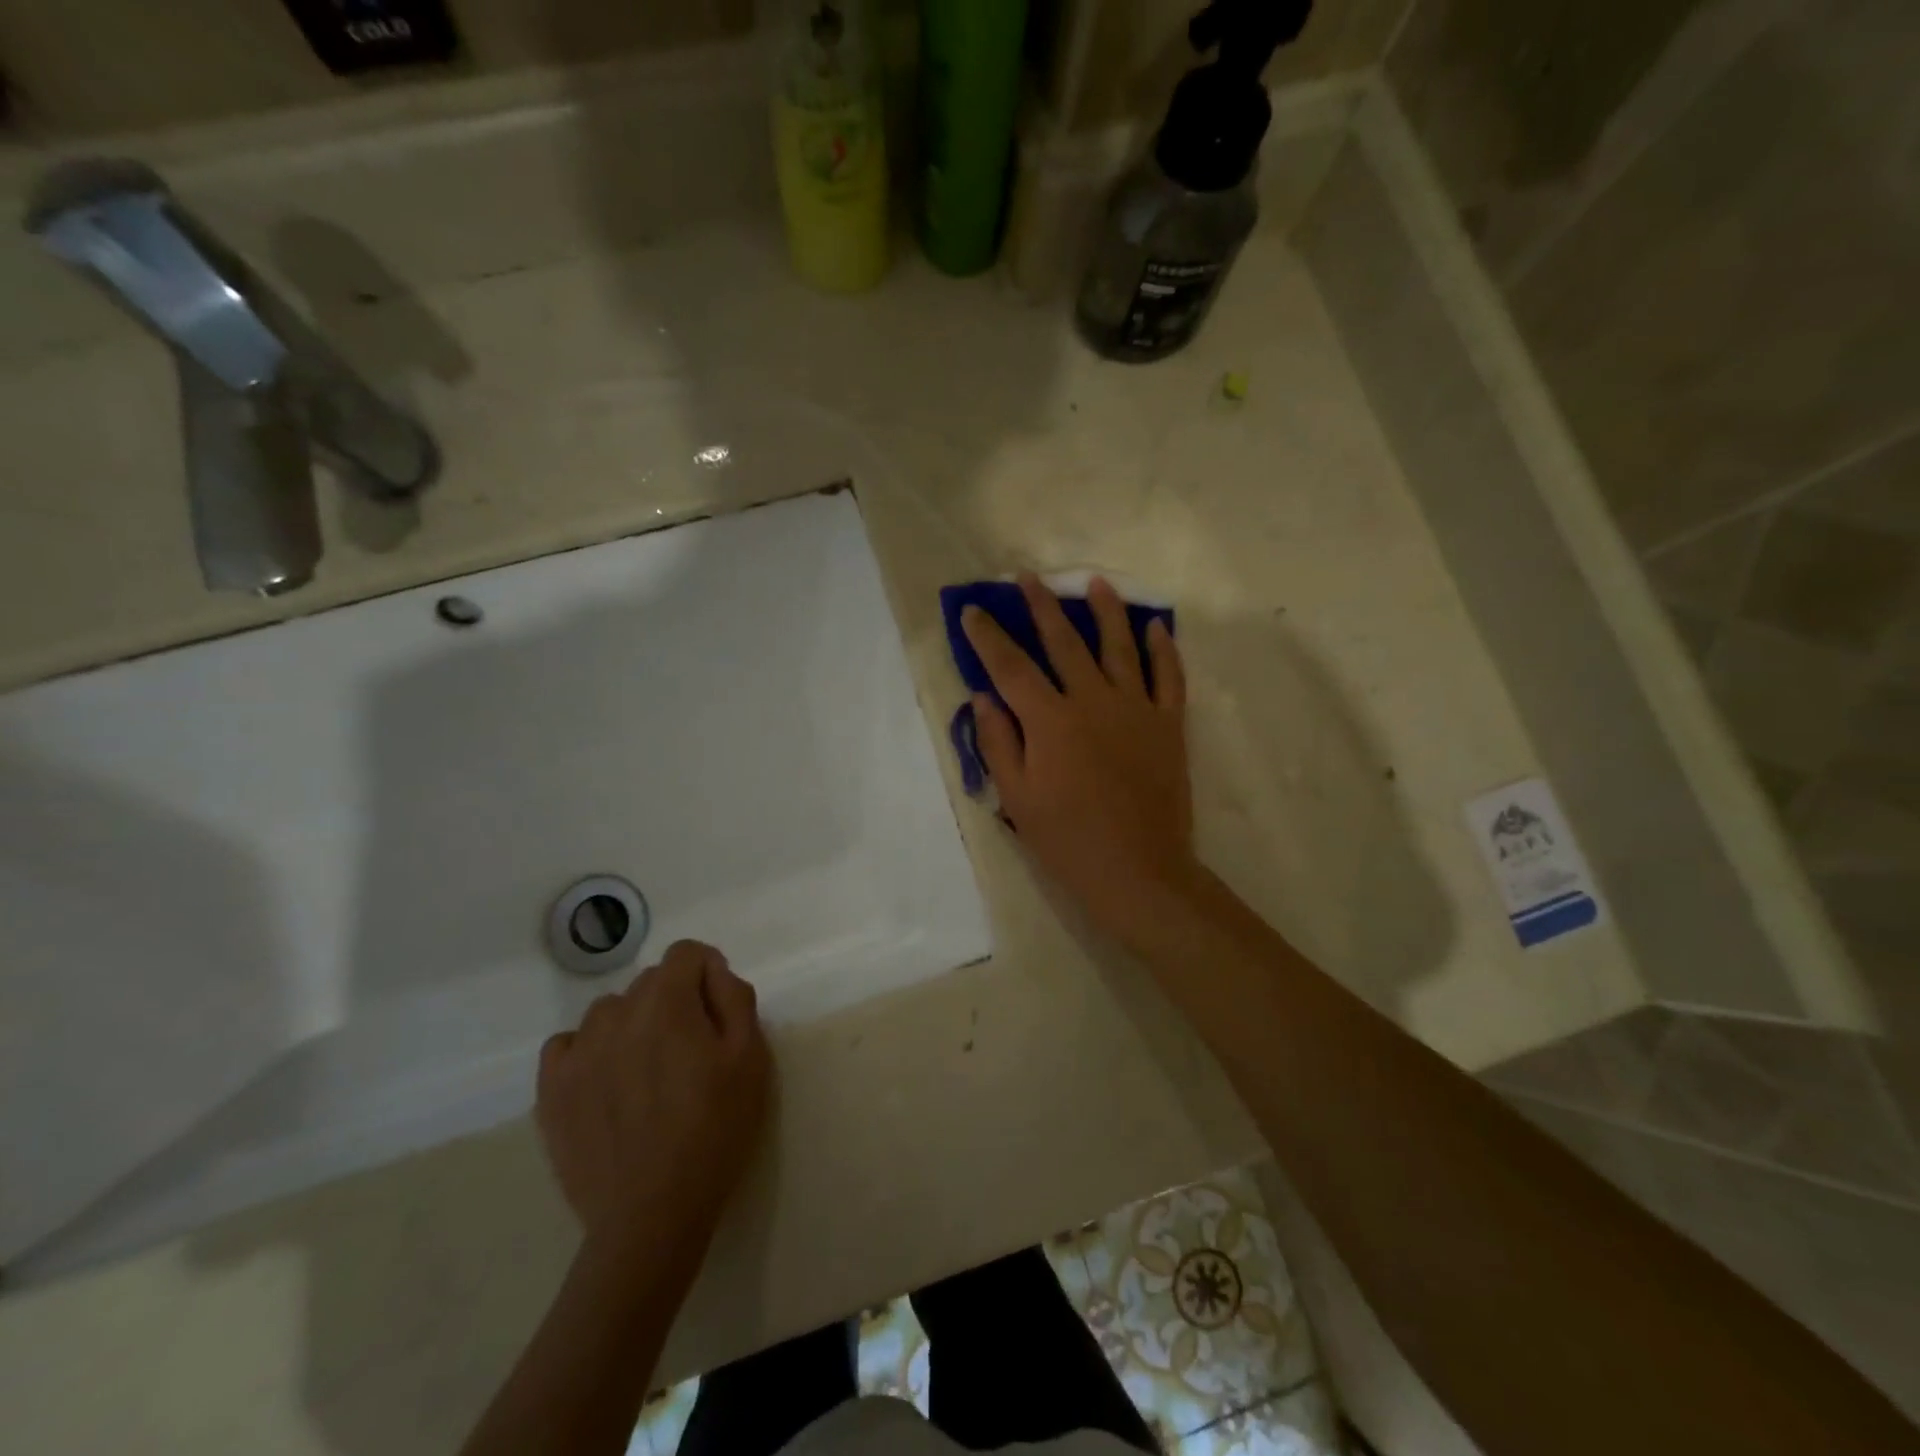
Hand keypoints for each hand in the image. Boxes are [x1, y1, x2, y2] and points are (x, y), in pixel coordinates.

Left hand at [536, 940, 770, 1251]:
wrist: (653, 1215)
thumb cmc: (715, 1130)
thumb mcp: (750, 1058)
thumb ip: (735, 998)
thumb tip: (713, 970)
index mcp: (667, 1003)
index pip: (685, 953)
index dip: (707, 972)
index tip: (716, 1010)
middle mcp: (617, 1014)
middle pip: (650, 982)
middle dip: (674, 1000)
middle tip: (690, 1050)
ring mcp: (578, 1052)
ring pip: (610, 1011)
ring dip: (632, 1024)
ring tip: (647, 1071)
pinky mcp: (551, 1090)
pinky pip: (568, 1044)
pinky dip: (589, 1051)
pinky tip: (606, 1083)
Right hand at [963, 573, 1196, 942]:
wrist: (1138, 871)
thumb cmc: (1068, 840)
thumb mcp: (1017, 798)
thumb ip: (999, 742)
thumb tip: (983, 697)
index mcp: (1049, 721)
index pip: (1011, 667)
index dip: (988, 637)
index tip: (974, 610)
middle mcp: (1092, 701)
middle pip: (1064, 642)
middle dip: (1042, 606)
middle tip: (1028, 577)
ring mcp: (1136, 709)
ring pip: (1119, 647)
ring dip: (1106, 611)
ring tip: (1095, 584)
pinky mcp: (1168, 724)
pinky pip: (1168, 676)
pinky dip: (1163, 649)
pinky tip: (1156, 626)